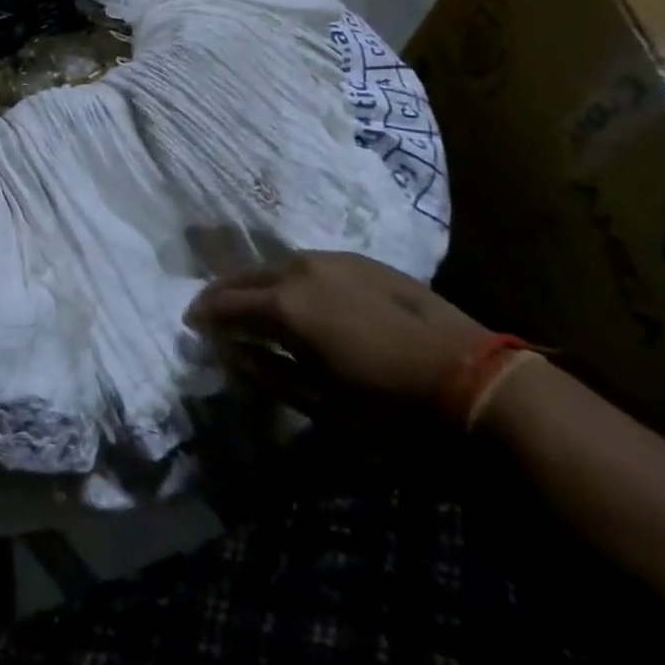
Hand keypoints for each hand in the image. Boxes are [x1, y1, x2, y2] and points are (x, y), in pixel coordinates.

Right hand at [183, 251, 486, 421]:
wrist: (473, 379)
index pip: (224, 304)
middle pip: (244, 276)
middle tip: (211, 311)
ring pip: (275, 266)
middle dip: (223, 294)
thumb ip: (265, 370)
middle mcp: (297, 270)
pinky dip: (288, 278)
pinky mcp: (358, 259)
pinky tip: (297, 296)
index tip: (191, 324)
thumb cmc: (390, 405)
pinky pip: (307, 264)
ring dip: (256, 284)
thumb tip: (229, 350)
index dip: (203, 315)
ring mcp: (330, 259)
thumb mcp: (319, 401)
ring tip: (252, 303)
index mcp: (283, 306)